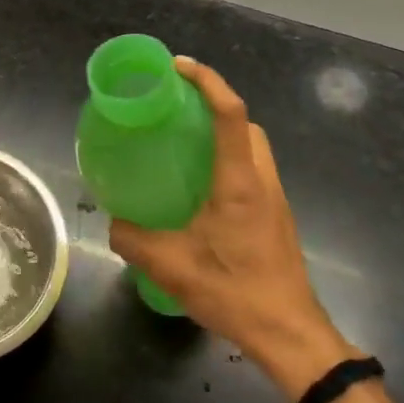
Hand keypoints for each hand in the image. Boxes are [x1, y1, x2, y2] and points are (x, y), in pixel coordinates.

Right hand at [109, 57, 357, 400]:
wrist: (291, 335)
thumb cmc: (235, 291)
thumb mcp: (170, 266)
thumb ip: (133, 239)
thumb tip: (112, 223)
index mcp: (240, 182)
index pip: (230, 114)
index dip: (207, 81)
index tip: (178, 67)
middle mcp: (262, 181)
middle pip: (246, 124)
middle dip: (215, 104)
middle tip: (176, 109)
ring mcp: (274, 200)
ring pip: (253, 148)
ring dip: (224, 134)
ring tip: (184, 144)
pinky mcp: (276, 219)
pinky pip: (253, 172)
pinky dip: (229, 161)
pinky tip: (200, 188)